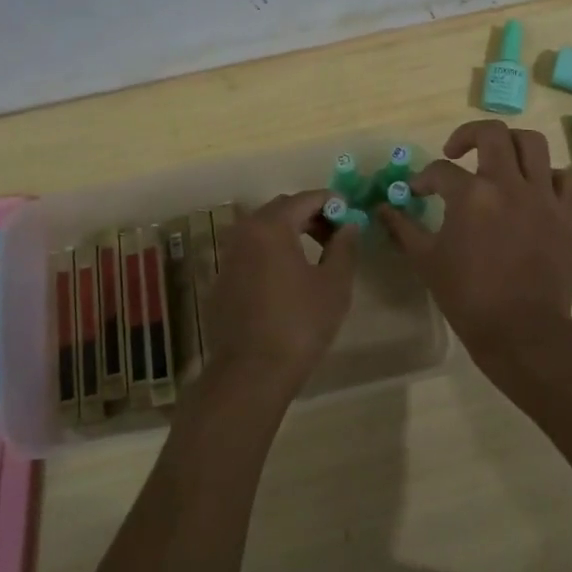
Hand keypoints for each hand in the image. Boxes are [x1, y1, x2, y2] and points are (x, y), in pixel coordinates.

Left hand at [202, 190, 359, 395]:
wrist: (251, 373)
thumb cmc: (299, 324)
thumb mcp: (334, 284)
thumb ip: (344, 247)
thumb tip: (349, 226)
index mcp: (270, 227)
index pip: (305, 199)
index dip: (331, 202)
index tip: (350, 216)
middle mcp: (244, 233)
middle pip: (281, 210)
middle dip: (310, 216)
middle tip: (335, 236)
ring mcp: (228, 257)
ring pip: (263, 231)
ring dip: (290, 234)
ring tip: (315, 257)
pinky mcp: (221, 281)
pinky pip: (251, 254)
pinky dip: (271, 254)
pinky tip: (288, 280)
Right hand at [377, 120, 571, 371]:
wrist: (522, 332)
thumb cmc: (468, 297)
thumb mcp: (426, 261)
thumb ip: (403, 228)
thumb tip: (382, 208)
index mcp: (472, 195)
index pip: (441, 170)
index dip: (424, 178)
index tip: (419, 191)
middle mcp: (509, 184)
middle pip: (492, 133)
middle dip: (468, 135)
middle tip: (456, 153)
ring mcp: (544, 197)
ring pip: (533, 144)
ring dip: (511, 144)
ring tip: (499, 159)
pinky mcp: (569, 214)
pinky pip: (565, 177)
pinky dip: (548, 176)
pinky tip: (533, 188)